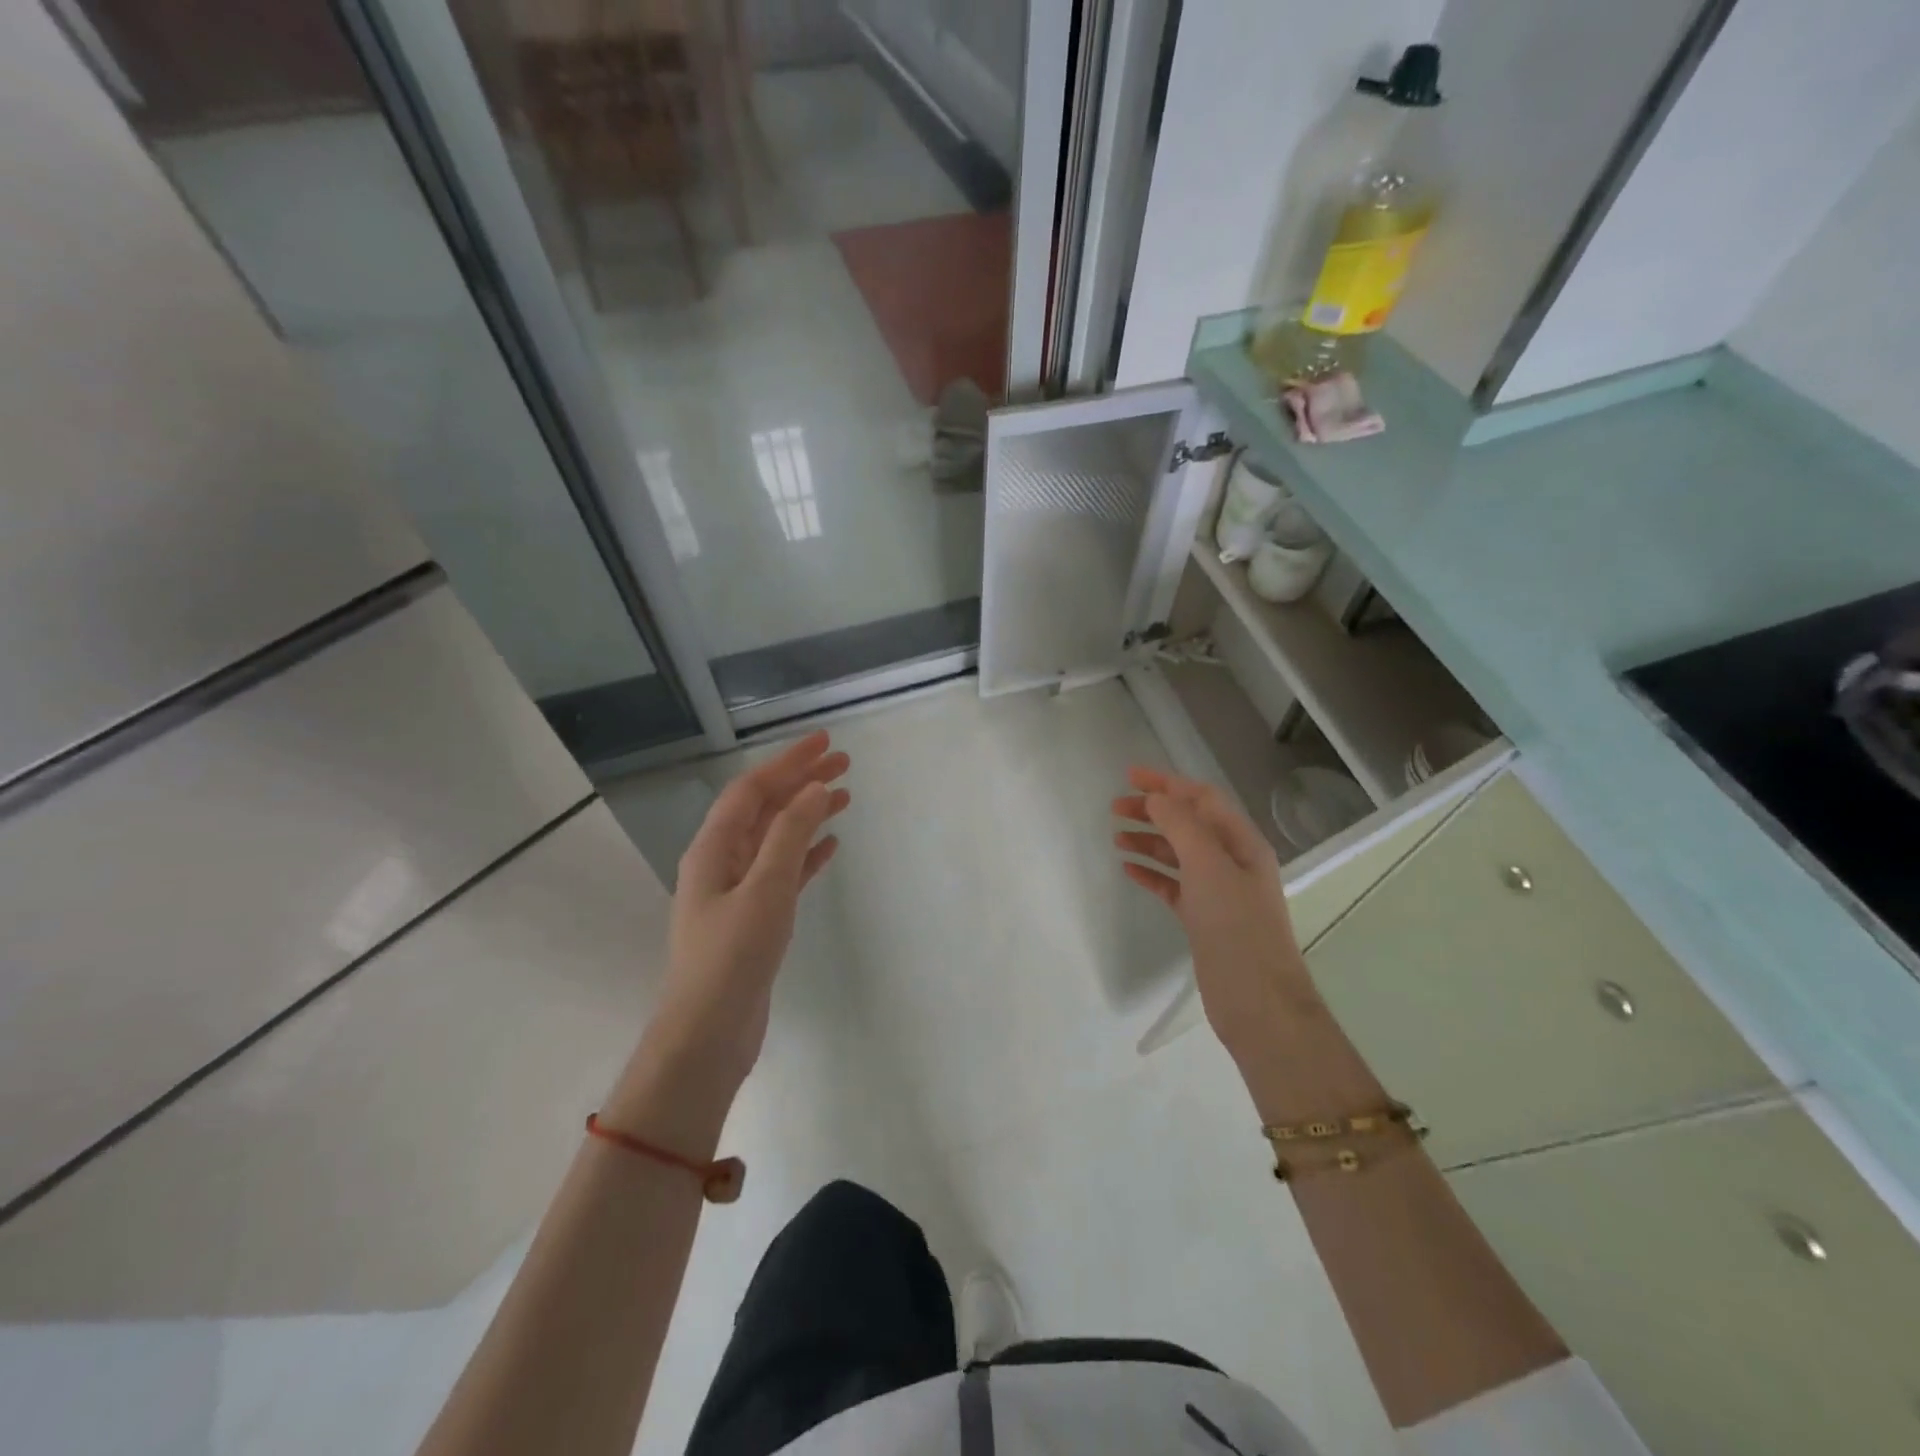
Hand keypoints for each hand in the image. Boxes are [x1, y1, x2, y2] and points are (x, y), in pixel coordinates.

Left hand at [648, 731, 850, 1093]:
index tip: (825, 742)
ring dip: (808, 814)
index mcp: (713, 849)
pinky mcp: (755, 918)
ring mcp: (738, 891)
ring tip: (845, 796)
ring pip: (777, 838)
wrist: (708, 1035)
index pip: (752, 789)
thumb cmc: (732, 958)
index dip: (788, 762)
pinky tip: (831, 845)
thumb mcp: (765, 889)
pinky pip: (785, 872)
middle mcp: (722, 862)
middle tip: (844, 763)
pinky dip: (807, 854)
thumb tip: (815, 789)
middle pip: (765, 808)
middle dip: (801, 782)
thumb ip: (790, 836)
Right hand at [1112, 766, 1319, 1066]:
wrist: (1257, 1002)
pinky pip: (1172, 886)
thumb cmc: (1236, 926)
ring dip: (1149, 841)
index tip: (1129, 777)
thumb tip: (1157, 798)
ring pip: (1177, 855)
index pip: (1202, 799)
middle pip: (1188, 824)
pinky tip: (1129, 870)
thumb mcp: (1209, 867)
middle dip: (1154, 811)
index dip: (1167, 783)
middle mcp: (1232, 862)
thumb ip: (1182, 826)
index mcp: (1242, 843)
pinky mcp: (1203, 919)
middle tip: (1115, 807)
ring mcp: (1217, 892)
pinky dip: (1151, 874)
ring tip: (1116, 837)